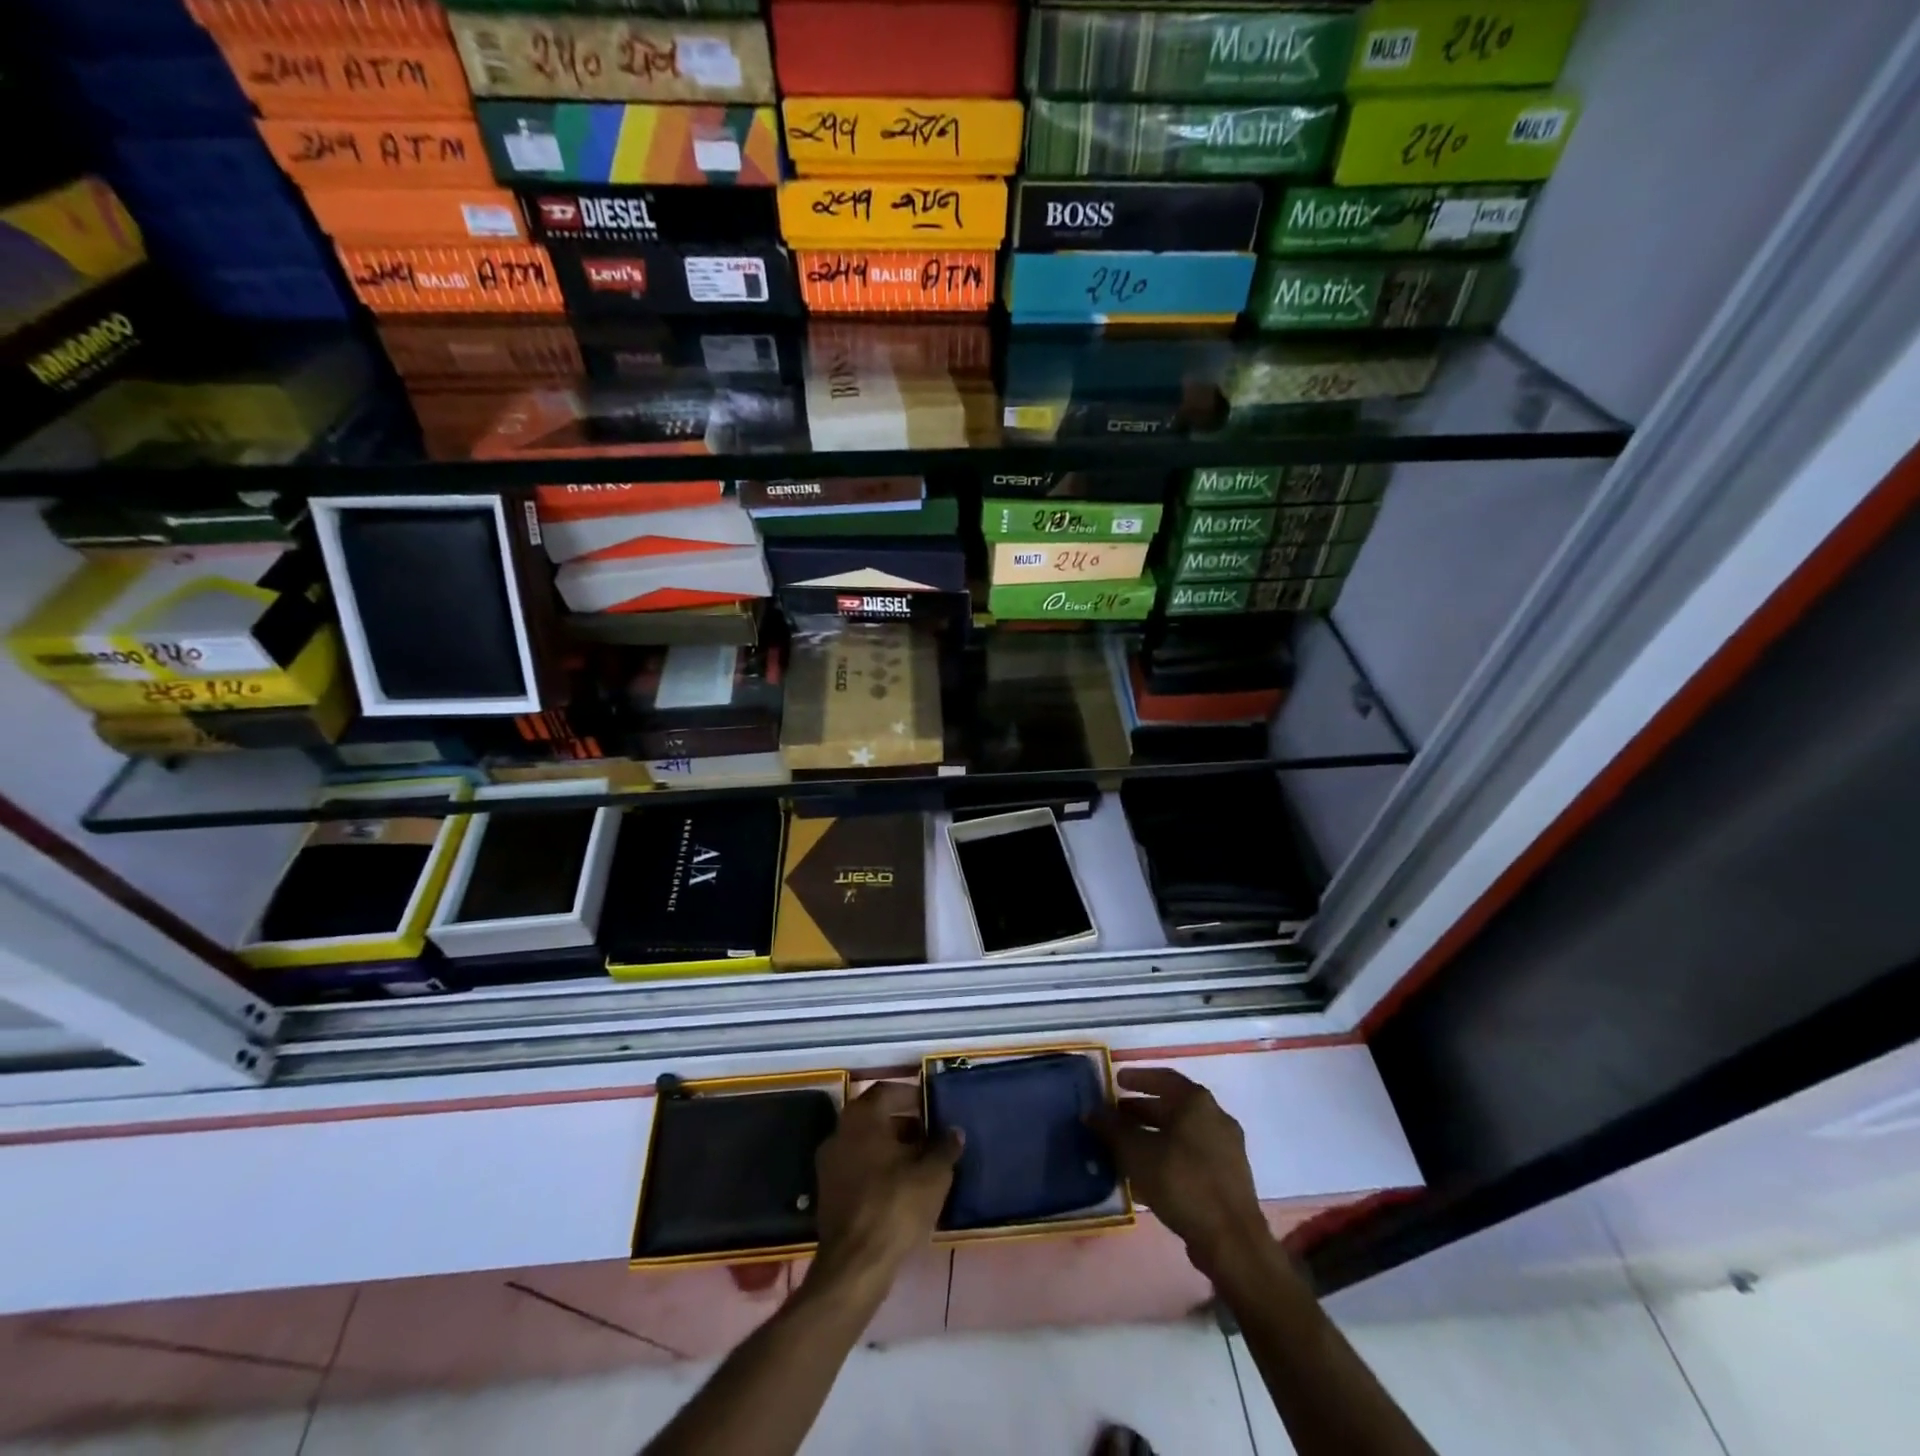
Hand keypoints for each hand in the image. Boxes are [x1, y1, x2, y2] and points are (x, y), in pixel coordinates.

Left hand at [808, 1082, 961, 1302]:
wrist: (855, 1264)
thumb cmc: (895, 1205)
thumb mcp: (933, 1174)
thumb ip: (945, 1147)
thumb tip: (954, 1131)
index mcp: (862, 1117)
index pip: (888, 1091)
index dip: (912, 1096)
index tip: (932, 1107)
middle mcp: (840, 1131)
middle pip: (875, 1117)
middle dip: (904, 1123)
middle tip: (930, 1136)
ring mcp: (829, 1163)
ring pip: (866, 1144)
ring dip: (891, 1148)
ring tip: (920, 1164)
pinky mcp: (828, 1192)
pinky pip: (857, 1167)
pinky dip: (878, 1169)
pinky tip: (901, 1187)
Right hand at [1090, 1067, 1269, 1278]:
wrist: (1232, 1241)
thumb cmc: (1182, 1182)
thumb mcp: (1137, 1152)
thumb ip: (1112, 1129)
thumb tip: (1091, 1112)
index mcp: (1197, 1103)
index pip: (1164, 1078)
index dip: (1138, 1078)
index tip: (1117, 1081)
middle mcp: (1216, 1118)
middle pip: (1173, 1107)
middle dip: (1142, 1111)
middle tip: (1115, 1116)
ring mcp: (1226, 1149)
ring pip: (1182, 1134)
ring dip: (1154, 1136)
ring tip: (1125, 1147)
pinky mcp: (1228, 1178)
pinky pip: (1192, 1157)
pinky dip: (1168, 1157)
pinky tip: (1147, 1176)